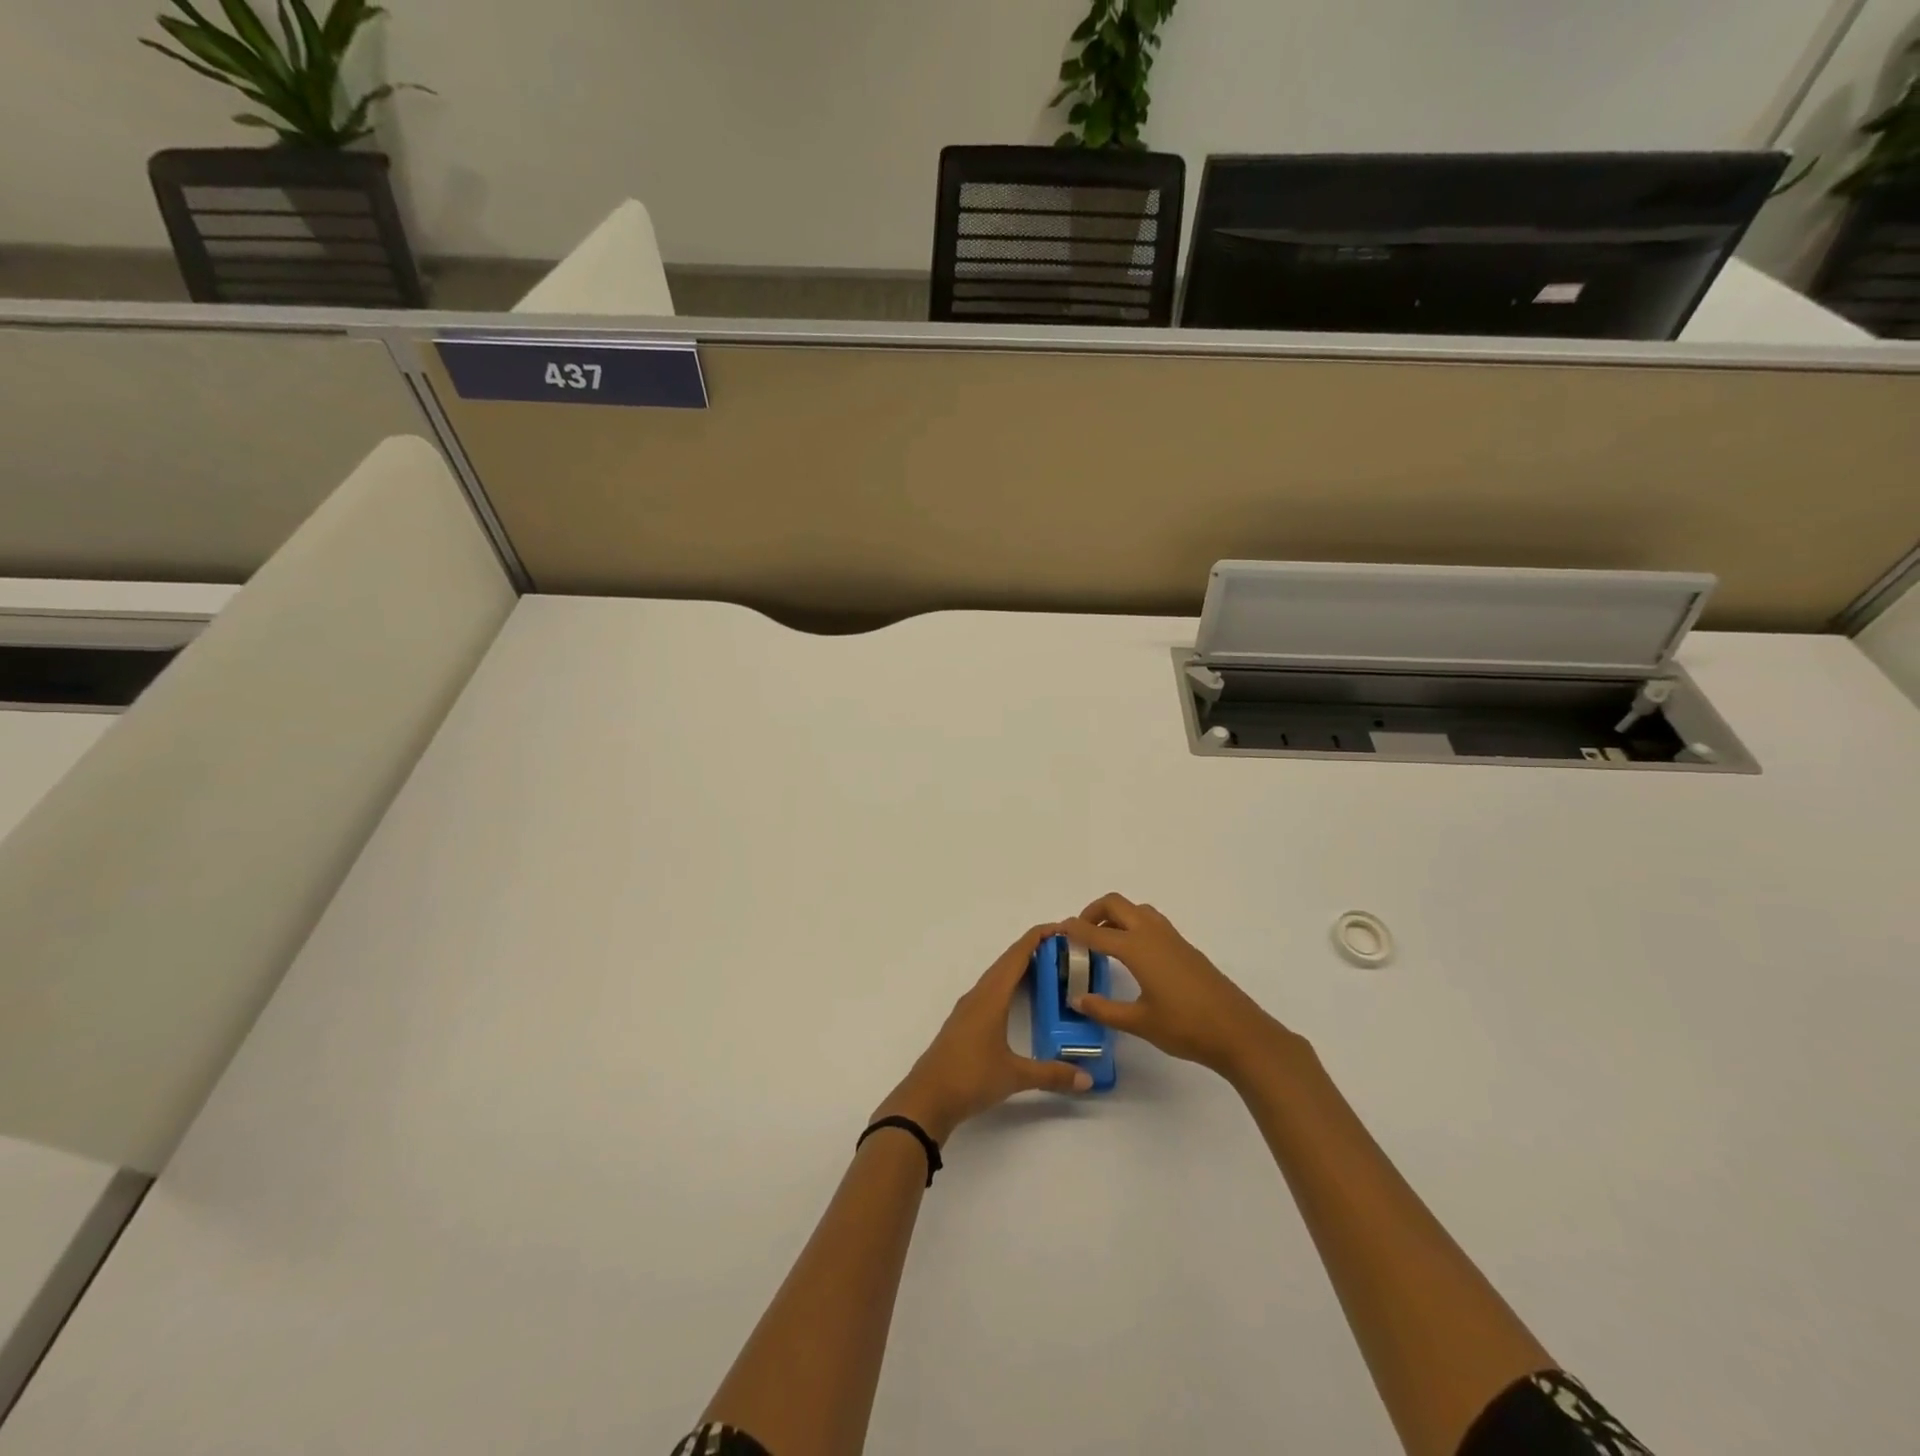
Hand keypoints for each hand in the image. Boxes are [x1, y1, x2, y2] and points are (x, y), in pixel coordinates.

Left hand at [873, 924, 1092, 1143]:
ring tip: (1047, 968)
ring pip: (997, 976)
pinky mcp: (963, 1023)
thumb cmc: (969, 1078)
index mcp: (991, 996)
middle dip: (1034, 949)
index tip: (1063, 928)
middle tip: (1064, 949)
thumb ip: (1052, 1074)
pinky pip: (990, 991)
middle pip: (1007, 961)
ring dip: (1019, 967)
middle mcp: (978, 995)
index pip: (1017, 955)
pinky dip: (1008, 984)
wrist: (925, 1099)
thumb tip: (1087, 1079)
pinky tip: (1018, 998)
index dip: (1038, 937)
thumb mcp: (1014, 1076)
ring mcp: (968, 1009)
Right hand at [1059, 893, 1302, 1081]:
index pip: (1096, 932)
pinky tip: (1134, 956)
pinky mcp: (1185, 948)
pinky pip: (1152, 922)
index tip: (1057, 931)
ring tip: (1104, 942)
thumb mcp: (1139, 1022)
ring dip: (1116, 916)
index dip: (1074, 929)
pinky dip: (1134, 926)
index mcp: (1137, 948)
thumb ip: (1104, 1009)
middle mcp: (1153, 934)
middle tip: (1080, 935)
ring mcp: (1172, 938)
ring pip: (1137, 910)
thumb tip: (1077, 999)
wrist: (1239, 1032)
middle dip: (1093, 912)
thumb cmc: (1186, 1027)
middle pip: (1116, 904)